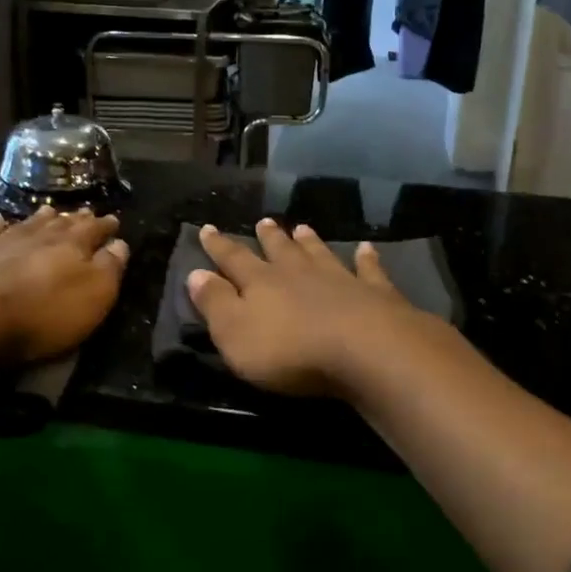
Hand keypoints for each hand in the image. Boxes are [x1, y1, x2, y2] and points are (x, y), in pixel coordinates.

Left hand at [0, 206, 129, 364]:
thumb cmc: (40, 314)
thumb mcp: (92, 297)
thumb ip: (109, 268)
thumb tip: (119, 243)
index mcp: (71, 246)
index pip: (94, 231)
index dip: (105, 226)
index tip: (114, 221)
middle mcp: (37, 236)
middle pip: (61, 224)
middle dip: (75, 219)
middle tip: (85, 211)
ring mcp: (0, 242)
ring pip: (27, 224)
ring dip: (41, 218)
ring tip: (50, 209)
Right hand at [185, 218, 435, 396]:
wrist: (365, 350)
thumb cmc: (290, 350)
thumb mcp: (235, 334)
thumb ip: (215, 303)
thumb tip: (195, 273)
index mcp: (261, 282)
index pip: (233, 259)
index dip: (218, 246)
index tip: (207, 228)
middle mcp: (298, 272)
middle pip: (280, 250)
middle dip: (268, 237)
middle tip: (264, 221)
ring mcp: (339, 279)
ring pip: (319, 253)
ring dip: (310, 241)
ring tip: (303, 227)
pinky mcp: (375, 293)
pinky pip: (369, 270)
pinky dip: (366, 258)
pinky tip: (367, 248)